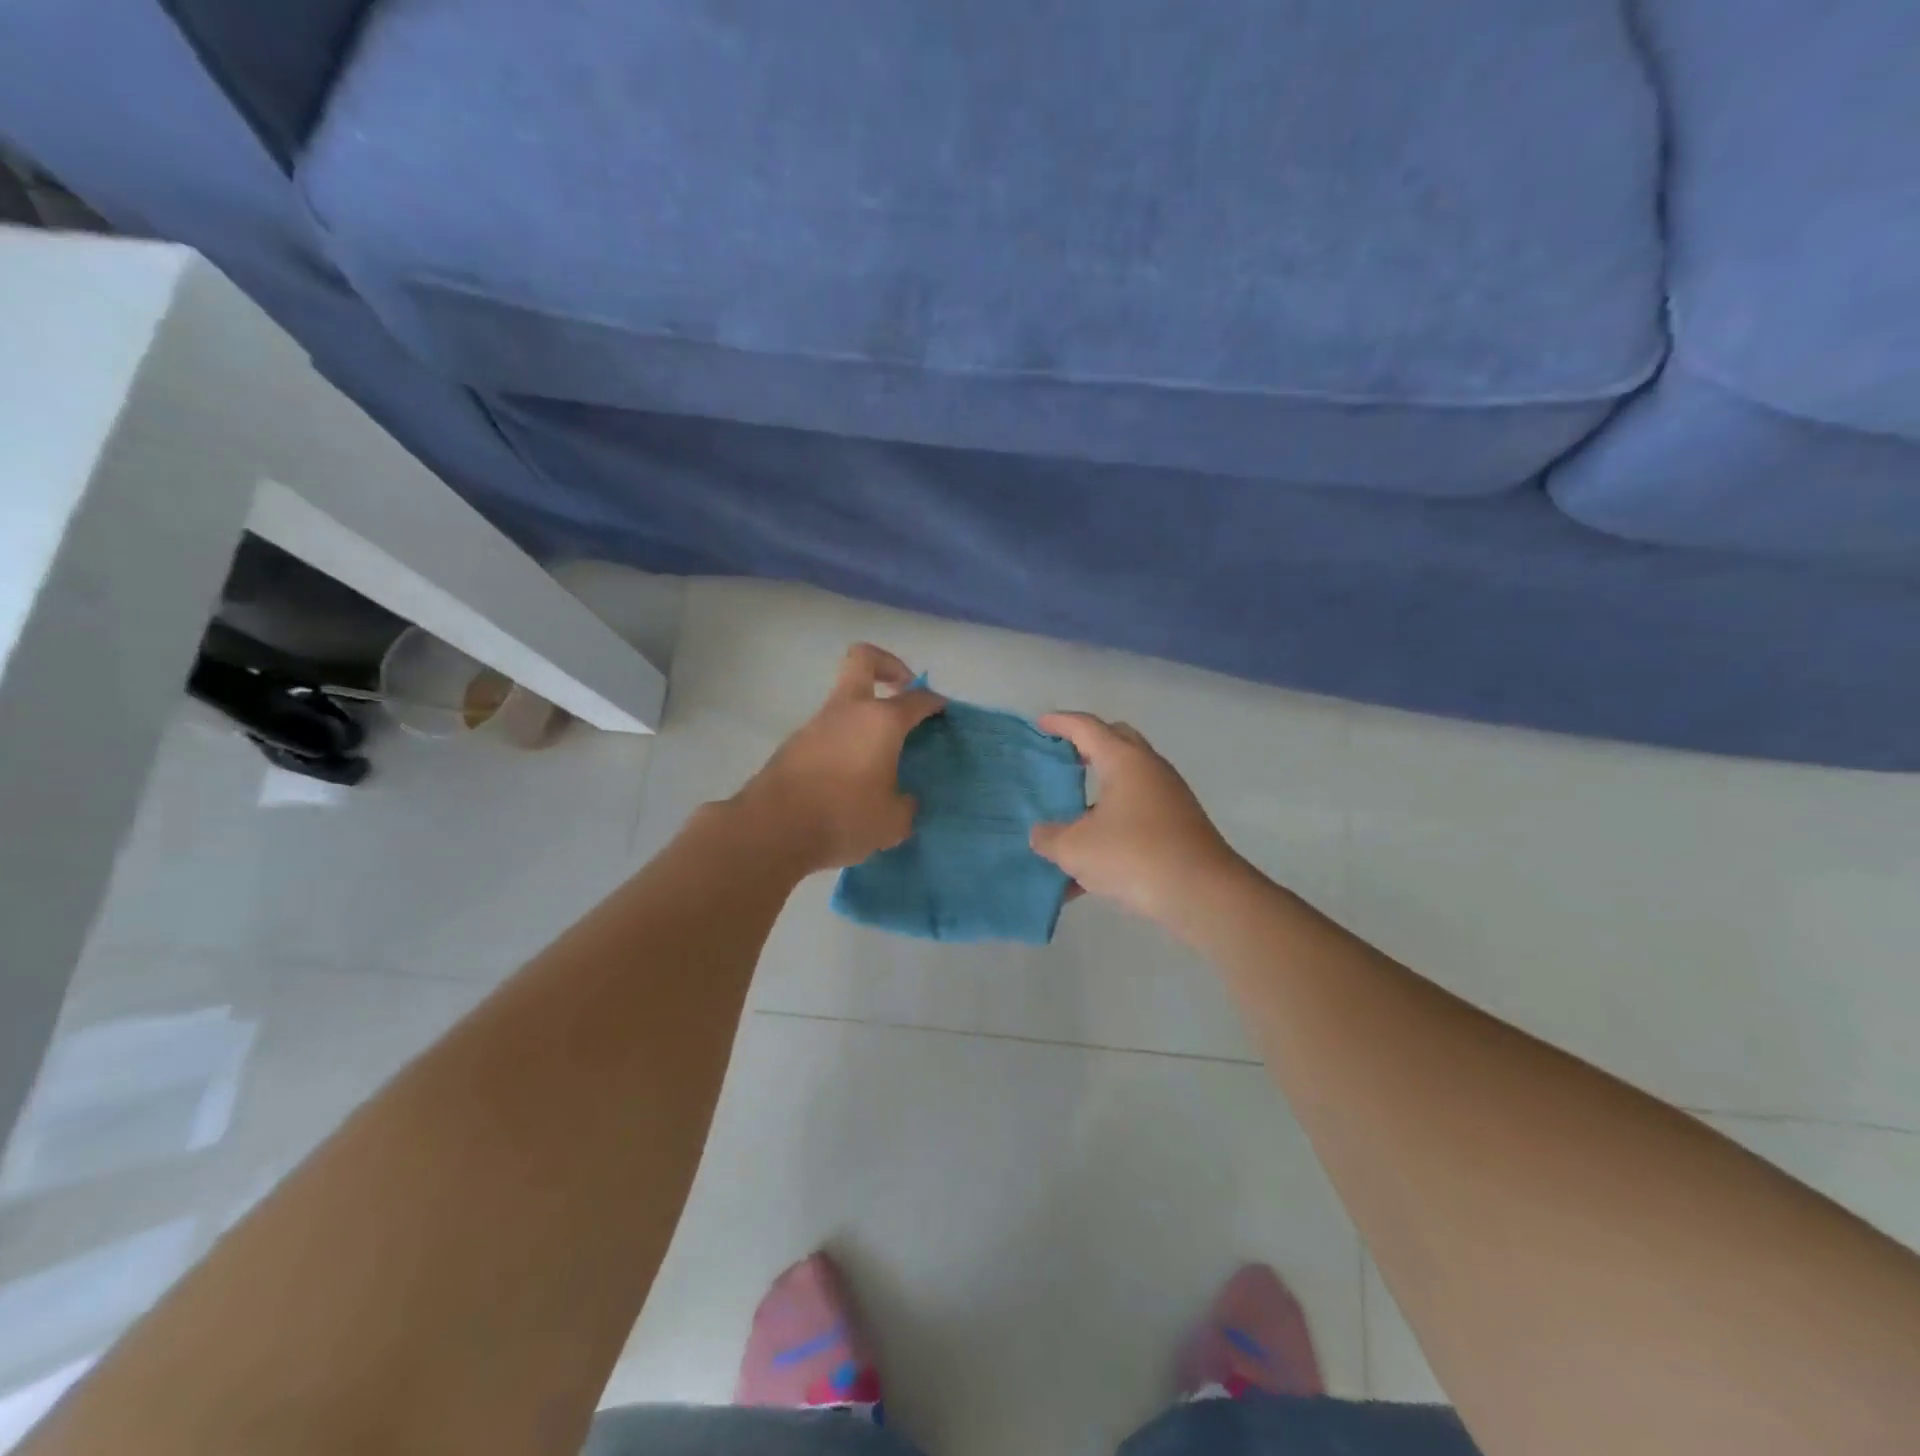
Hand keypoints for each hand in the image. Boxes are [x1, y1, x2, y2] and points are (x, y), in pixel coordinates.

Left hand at [734, 644, 944, 873]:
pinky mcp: (795, 744)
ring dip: (864, 716)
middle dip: (889, 666)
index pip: (916, 699)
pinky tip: (851, 778)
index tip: (942, 710)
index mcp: (881, 721)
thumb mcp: (892, 823)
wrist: (772, 829)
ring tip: (880, 757)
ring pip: (845, 700)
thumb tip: (903, 801)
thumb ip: (905, 806)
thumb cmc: (843, 817)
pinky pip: (829, 731)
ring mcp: (817, 724)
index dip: (934, 701)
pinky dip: (845, 742)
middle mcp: (849, 711)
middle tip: (903, 691)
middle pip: (864, 660)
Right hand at [1029, 713, 1241, 923]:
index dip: (1060, 722)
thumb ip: (1049, 837)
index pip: (1087, 727)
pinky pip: (1135, 815)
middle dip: (1087, 746)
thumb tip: (1041, 834)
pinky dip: (1110, 828)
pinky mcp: (1177, 827)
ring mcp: (1167, 798)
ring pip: (1127, 781)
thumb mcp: (1075, 849)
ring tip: (1069, 815)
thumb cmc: (1134, 856)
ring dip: (1098, 791)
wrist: (1202, 894)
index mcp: (1124, 761)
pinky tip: (1086, 873)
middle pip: (1115, 741)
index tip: (1040, 723)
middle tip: (1061, 757)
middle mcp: (1149, 770)